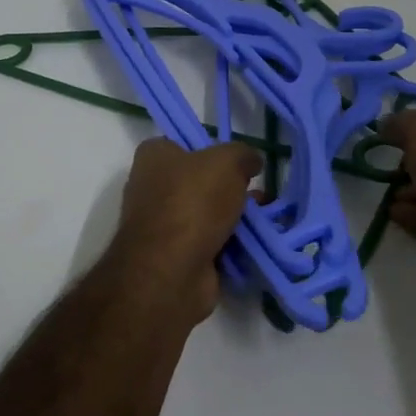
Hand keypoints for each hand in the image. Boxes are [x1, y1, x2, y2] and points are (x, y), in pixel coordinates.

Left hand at [110, 138, 259, 321]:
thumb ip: (243, 154)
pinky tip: (254, 241)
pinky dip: (230, 242)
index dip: (210, 148)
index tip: (235, 160)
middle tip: (256, 190)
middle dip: (229, 186)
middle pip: (198, 180)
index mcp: (153, 157)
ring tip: (264, 217)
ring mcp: (162, 225)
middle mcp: (151, 188)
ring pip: (207, 213)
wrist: (172, 271)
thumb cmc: (193, 202)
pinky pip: (209, 242)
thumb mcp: (227, 162)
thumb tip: (251, 161)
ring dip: (234, 216)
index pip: (182, 143)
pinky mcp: (174, 256)